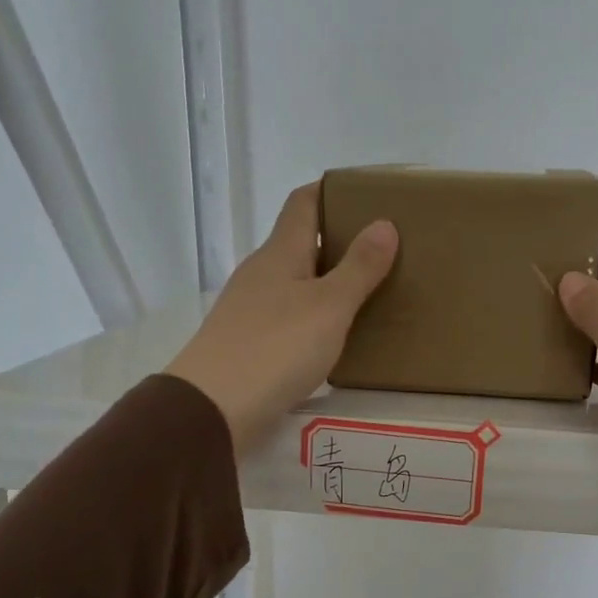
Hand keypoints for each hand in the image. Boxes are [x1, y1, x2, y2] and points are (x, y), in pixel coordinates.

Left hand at [166, 183, 397, 452]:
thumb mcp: (330, 306)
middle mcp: (262, 272)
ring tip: (367, 292)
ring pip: (295, 280)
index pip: (303, 203)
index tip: (365, 194)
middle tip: (382, 249)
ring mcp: (250, 307)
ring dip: (327, 280)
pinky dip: (315, 313)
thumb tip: (383, 223)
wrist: (213, 407)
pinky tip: (334, 334)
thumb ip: (359, 267)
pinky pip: (289, 313)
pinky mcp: (248, 340)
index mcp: (281, 253)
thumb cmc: (277, 348)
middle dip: (338, 239)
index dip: (331, 190)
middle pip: (300, 241)